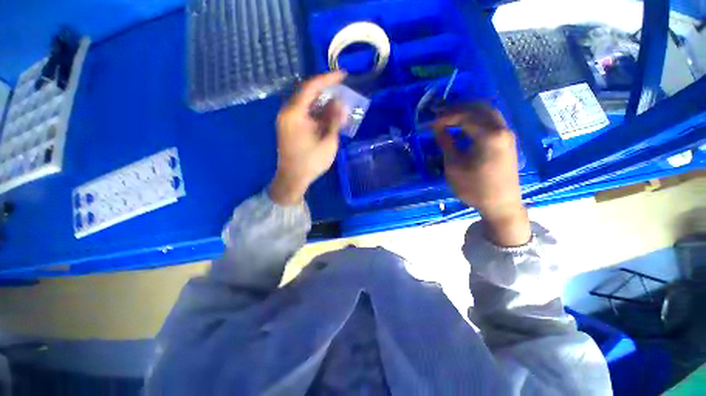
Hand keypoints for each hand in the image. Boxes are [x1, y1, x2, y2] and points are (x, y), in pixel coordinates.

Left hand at [270, 72, 346, 205]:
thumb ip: (334, 119)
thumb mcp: (327, 140)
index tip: (344, 75)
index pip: (311, 86)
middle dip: (325, 89)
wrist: (293, 178)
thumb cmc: (311, 161)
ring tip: (337, 102)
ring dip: (321, 101)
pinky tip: (327, 115)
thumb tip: (341, 102)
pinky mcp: (289, 127)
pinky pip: (303, 112)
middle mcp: (287, 111)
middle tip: (341, 88)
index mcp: (295, 112)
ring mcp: (286, 119)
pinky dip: (316, 111)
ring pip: (305, 102)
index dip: (328, 79)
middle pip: (306, 92)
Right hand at [433, 103, 530, 245]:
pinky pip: (491, 121)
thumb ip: (445, 143)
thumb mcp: (454, 167)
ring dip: (467, 111)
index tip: (430, 122)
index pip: (465, 116)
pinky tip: (463, 127)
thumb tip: (437, 128)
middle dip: (457, 107)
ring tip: (449, 117)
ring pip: (487, 111)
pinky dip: (476, 119)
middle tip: (439, 113)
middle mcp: (502, 129)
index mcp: (489, 136)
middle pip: (479, 107)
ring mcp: (507, 134)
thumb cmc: (474, 188)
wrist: (501, 204)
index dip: (445, 116)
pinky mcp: (507, 140)